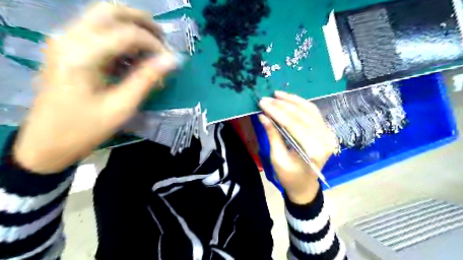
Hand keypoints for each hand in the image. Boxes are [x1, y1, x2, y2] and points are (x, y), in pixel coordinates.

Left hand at [13, 2, 176, 174]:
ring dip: (132, 28)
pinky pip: (98, 31)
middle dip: (143, 22)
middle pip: (111, 10)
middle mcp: (69, 38)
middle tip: (163, 40)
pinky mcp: (67, 48)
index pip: (128, 33)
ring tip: (151, 50)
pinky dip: (120, 39)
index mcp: (82, 55)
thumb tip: (172, 61)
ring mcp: (65, 40)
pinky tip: (132, 59)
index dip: (155, 44)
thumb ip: (147, 79)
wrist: (47, 142)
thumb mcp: (122, 106)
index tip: (170, 61)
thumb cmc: (86, 128)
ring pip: (103, 16)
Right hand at [258, 91, 338, 203]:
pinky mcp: (325, 131)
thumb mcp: (277, 157)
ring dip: (292, 100)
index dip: (276, 112)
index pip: (293, 124)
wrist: (304, 185)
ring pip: (309, 110)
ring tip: (277, 94)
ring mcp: (327, 134)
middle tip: (266, 98)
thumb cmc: (289, 176)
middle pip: (301, 115)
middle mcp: (324, 139)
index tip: (262, 103)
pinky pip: (313, 113)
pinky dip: (301, 104)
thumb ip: (272, 134)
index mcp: (312, 150)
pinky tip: (290, 99)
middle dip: (282, 105)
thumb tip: (263, 115)